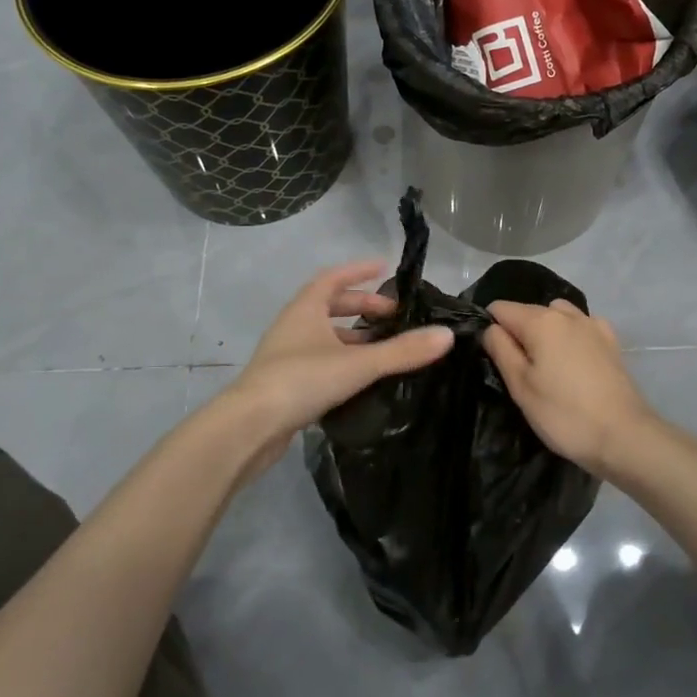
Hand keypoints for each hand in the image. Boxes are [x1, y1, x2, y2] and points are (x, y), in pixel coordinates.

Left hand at [227, 261, 454, 460]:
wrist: (250, 428)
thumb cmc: (301, 381)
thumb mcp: (358, 364)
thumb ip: (402, 351)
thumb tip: (447, 335)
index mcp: (305, 310)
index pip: (333, 278)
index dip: (359, 272)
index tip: (384, 269)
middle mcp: (294, 327)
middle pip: (330, 307)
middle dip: (362, 308)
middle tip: (394, 316)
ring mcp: (287, 356)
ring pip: (325, 337)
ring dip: (353, 337)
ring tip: (385, 347)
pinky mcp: (286, 384)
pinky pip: (320, 362)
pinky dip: (343, 361)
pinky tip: (362, 378)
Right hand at [482, 299, 657, 478]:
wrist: (624, 436)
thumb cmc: (564, 414)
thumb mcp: (521, 387)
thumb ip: (501, 350)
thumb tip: (490, 328)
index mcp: (541, 321)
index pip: (500, 308)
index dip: (490, 328)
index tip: (493, 357)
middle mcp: (567, 314)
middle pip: (529, 311)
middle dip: (517, 332)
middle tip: (518, 372)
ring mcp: (593, 324)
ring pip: (556, 315)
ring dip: (545, 331)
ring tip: (546, 365)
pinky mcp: (611, 341)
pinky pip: (580, 326)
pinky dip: (570, 336)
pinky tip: (573, 362)